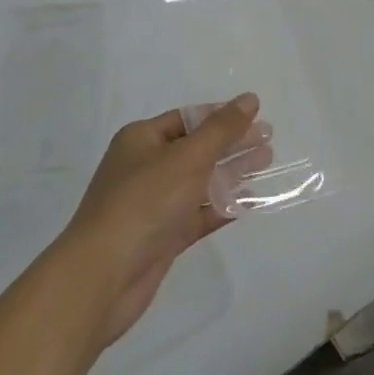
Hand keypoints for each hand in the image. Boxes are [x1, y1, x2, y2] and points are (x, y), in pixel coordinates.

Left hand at [63, 93, 265, 348]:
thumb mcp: (188, 157)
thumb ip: (222, 129)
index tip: (256, 116)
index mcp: (141, 139)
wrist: (103, 275)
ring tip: (268, 163)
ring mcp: (154, 204)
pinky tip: (251, 202)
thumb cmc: (144, 202)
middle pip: (196, 149)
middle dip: (232, 143)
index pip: (187, 118)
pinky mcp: (162, 237)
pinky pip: (198, 214)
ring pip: (200, 182)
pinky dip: (222, 207)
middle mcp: (145, 167)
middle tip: (270, 140)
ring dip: (232, 173)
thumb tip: (249, 99)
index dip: (221, 115)